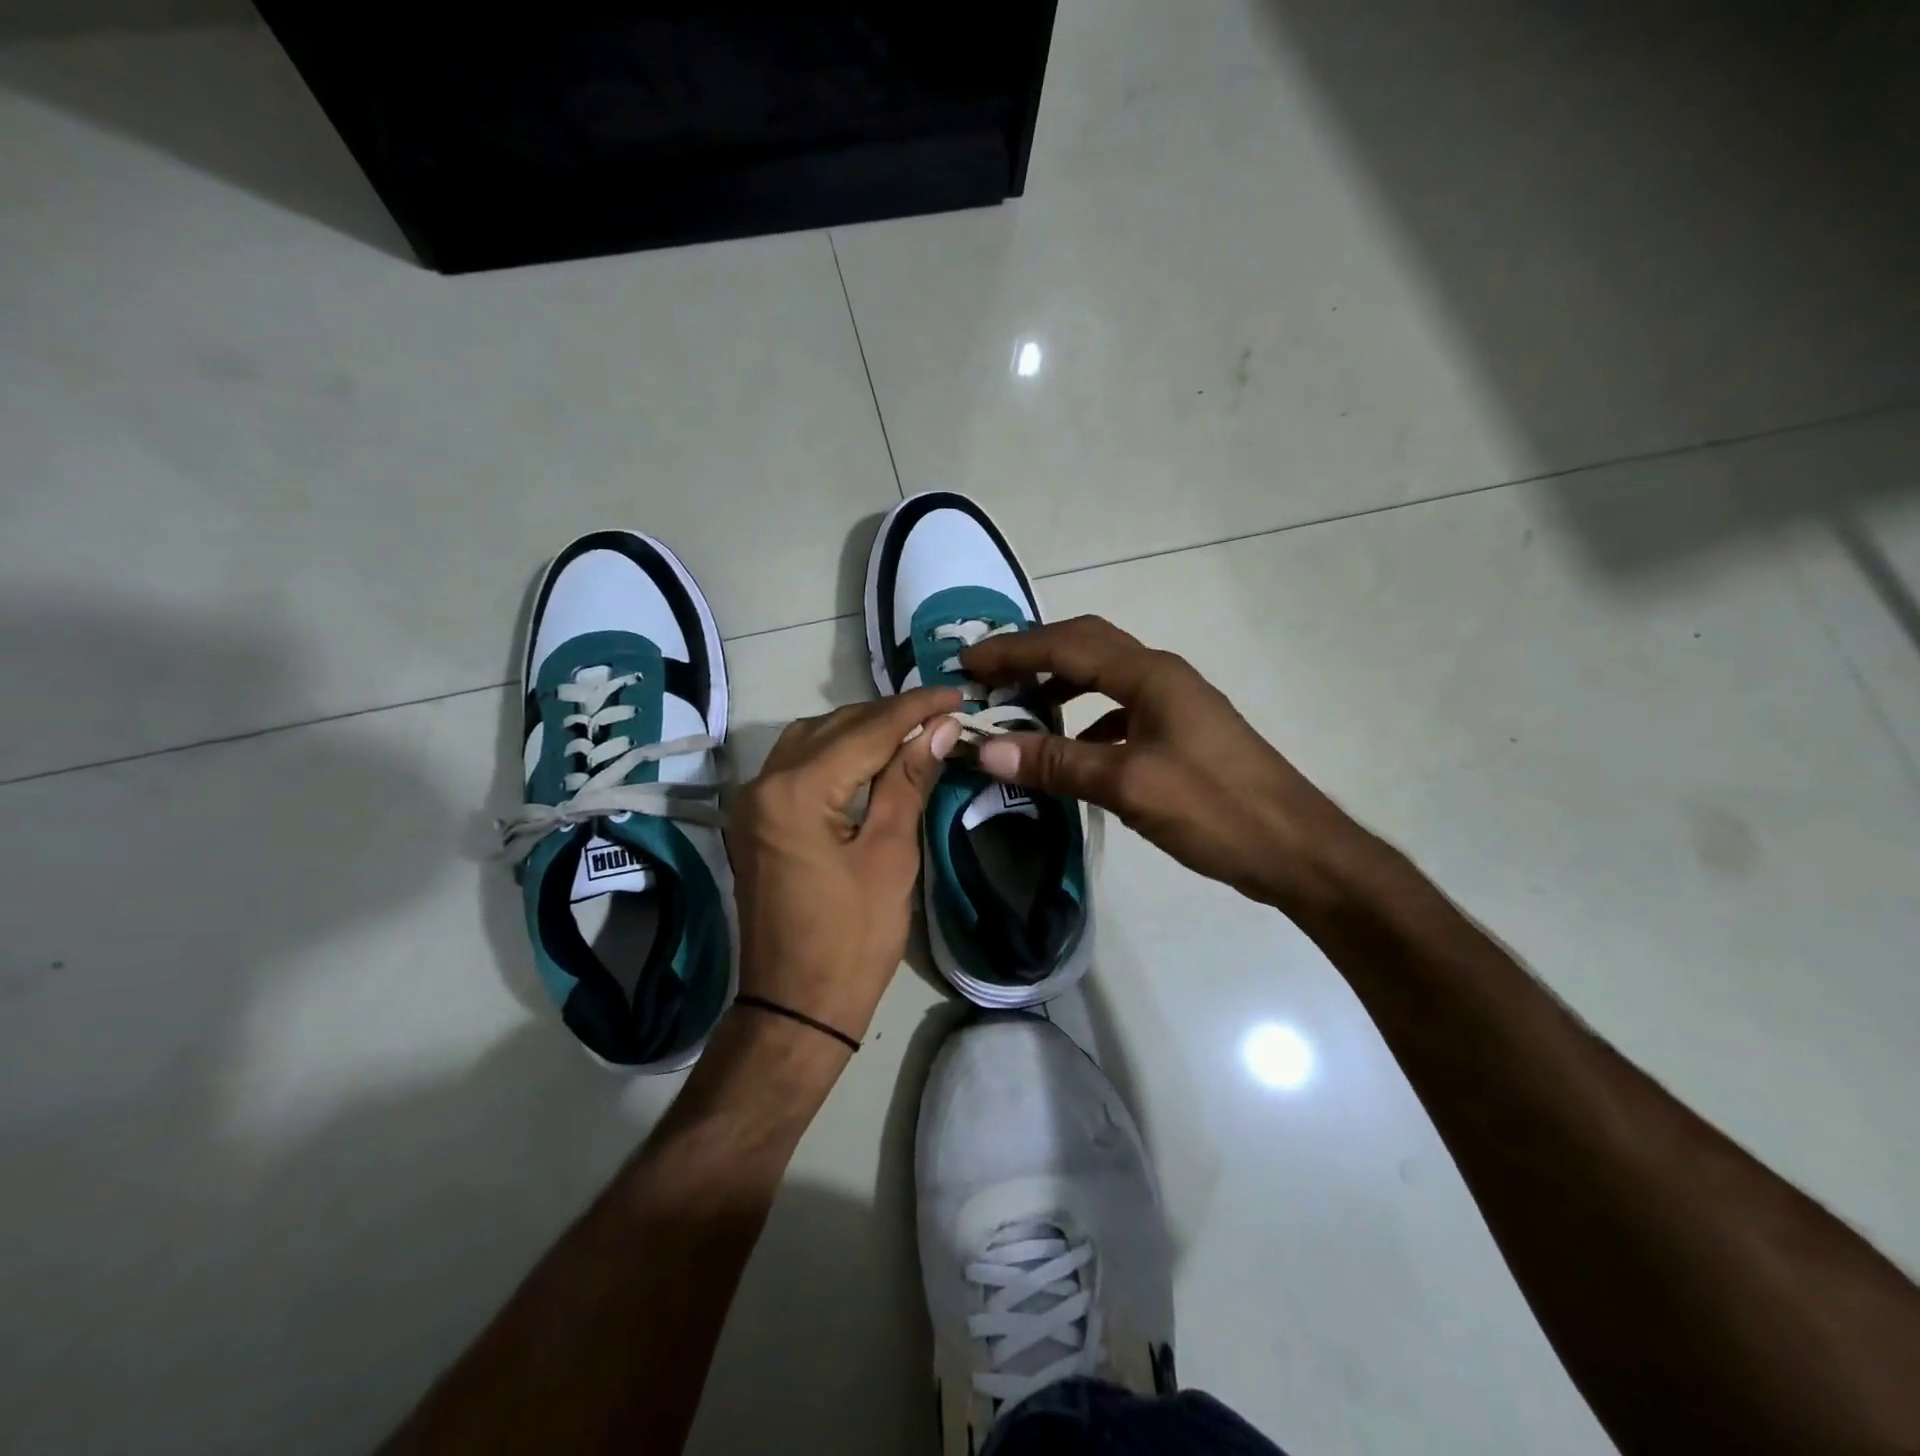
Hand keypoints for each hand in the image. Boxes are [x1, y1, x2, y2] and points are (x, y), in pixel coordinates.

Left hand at [726, 689, 962, 1044]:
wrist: (796, 1006)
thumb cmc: (852, 939)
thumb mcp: (890, 856)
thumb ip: (908, 782)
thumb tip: (940, 728)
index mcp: (796, 791)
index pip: (866, 731)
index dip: (915, 709)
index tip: (955, 694)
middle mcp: (764, 782)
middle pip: (835, 727)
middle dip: (890, 716)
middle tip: (942, 713)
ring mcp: (752, 801)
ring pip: (812, 740)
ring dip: (861, 730)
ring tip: (912, 731)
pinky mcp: (755, 820)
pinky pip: (798, 765)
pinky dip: (836, 753)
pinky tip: (870, 758)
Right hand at [961, 615, 1370, 913]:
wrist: (1296, 849)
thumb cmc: (1215, 810)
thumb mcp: (1129, 785)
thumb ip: (1058, 763)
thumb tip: (986, 748)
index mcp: (1150, 675)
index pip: (1067, 646)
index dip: (1013, 651)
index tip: (967, 664)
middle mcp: (1162, 677)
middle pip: (1086, 646)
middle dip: (1033, 654)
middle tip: (988, 675)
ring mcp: (1175, 704)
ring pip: (1104, 677)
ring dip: (1059, 683)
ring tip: (1020, 705)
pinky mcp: (1181, 734)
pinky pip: (1120, 710)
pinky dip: (1086, 719)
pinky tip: (1072, 748)